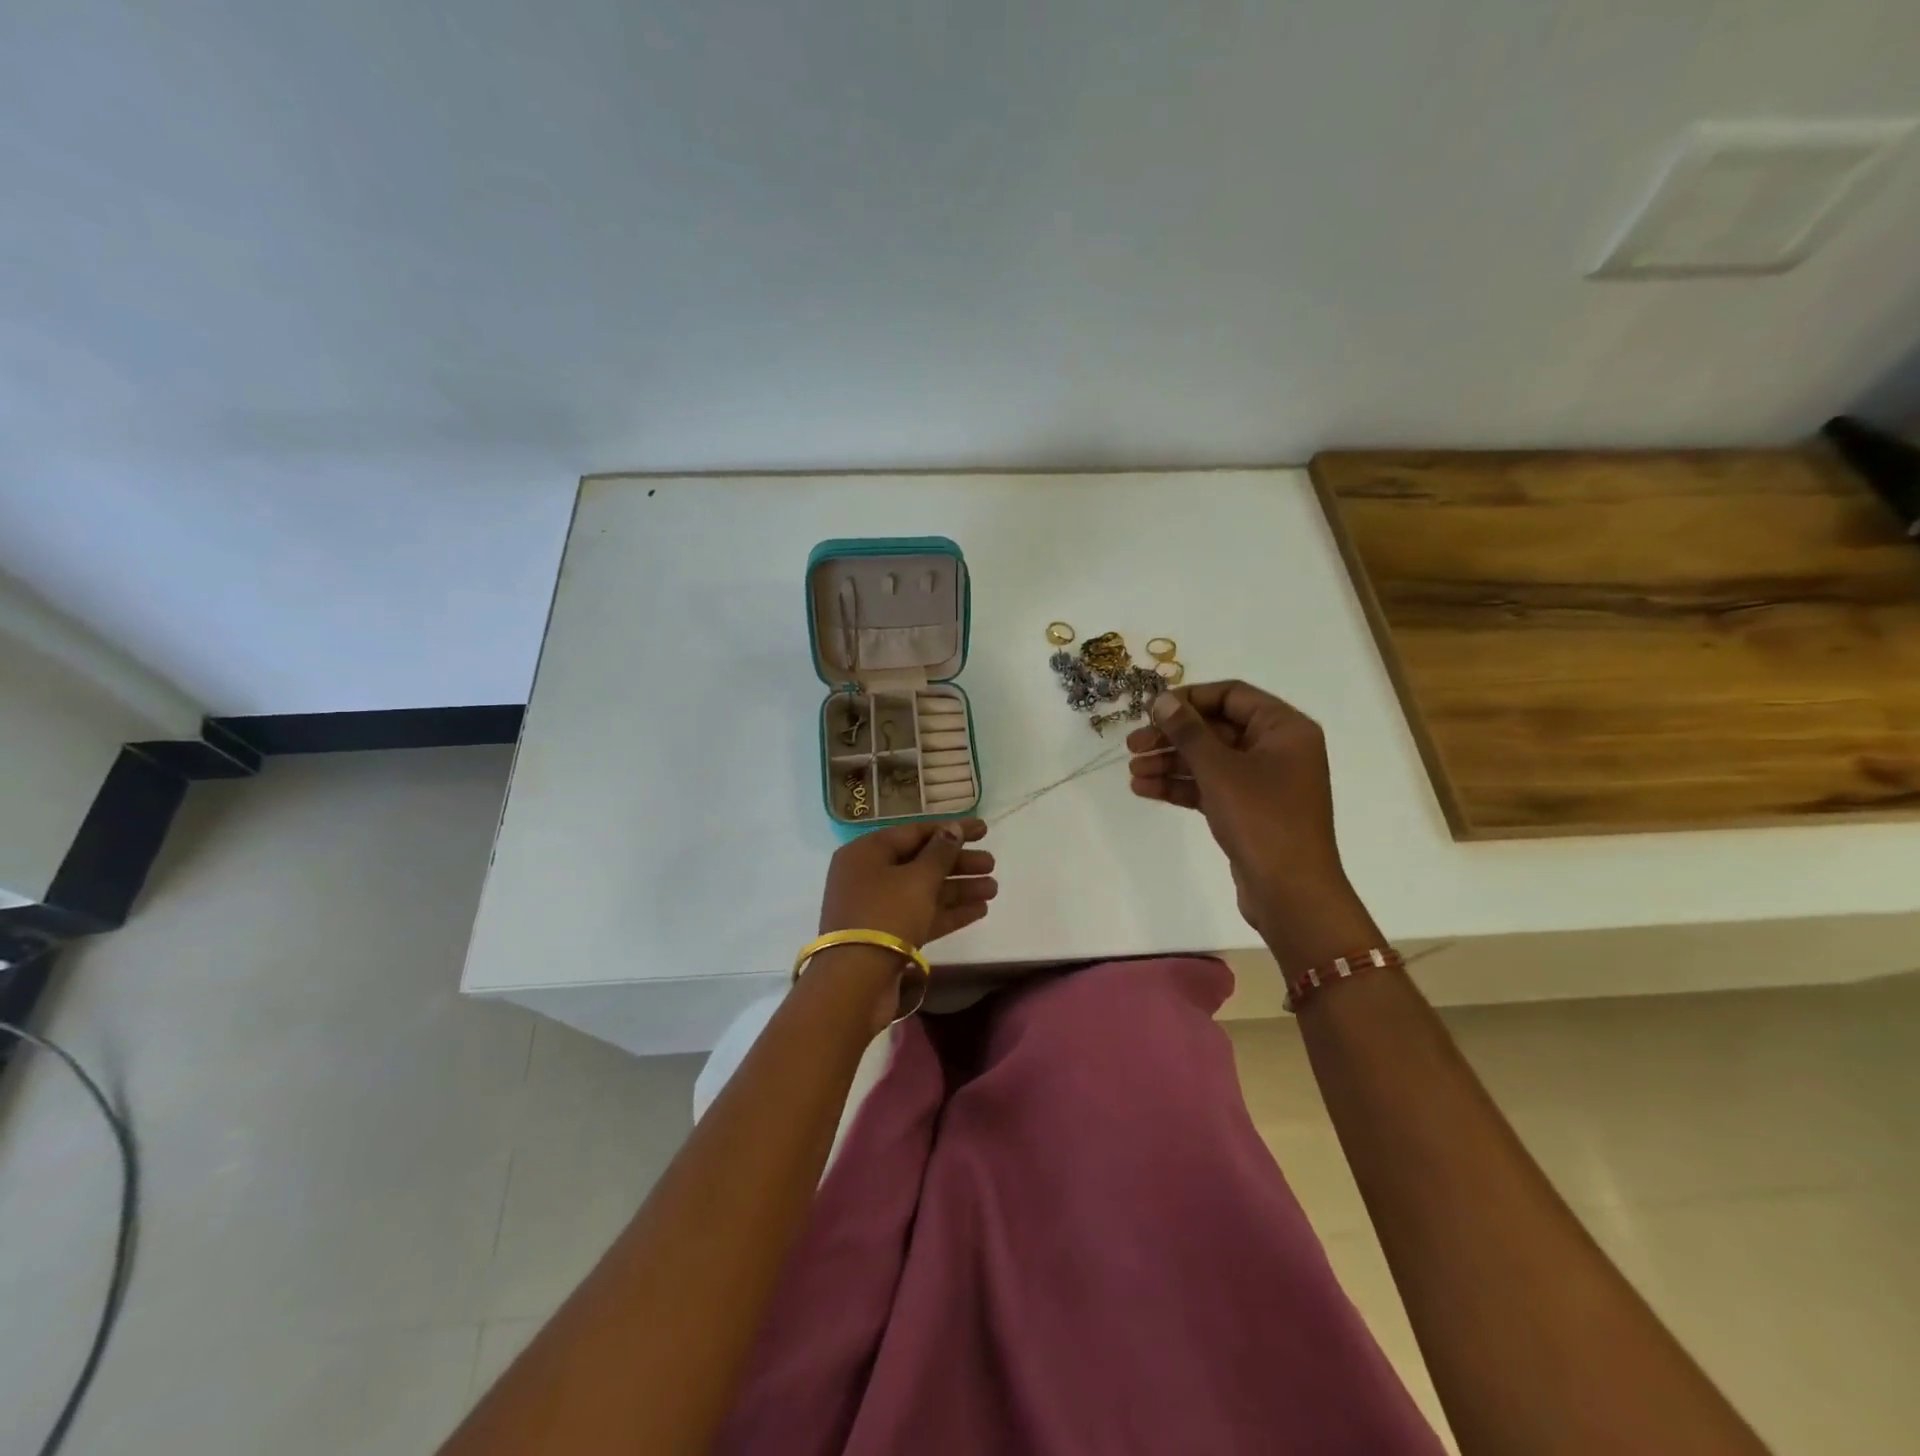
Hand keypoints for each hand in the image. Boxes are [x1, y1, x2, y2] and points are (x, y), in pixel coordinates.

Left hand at [818, 819, 996, 948]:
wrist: (855, 982)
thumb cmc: (886, 915)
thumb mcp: (918, 879)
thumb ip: (940, 852)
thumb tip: (952, 829)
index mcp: (866, 852)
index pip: (914, 832)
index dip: (950, 830)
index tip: (983, 830)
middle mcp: (869, 876)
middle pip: (920, 862)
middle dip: (958, 863)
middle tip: (991, 863)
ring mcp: (877, 908)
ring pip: (924, 890)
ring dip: (958, 888)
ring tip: (994, 888)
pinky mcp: (888, 936)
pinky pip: (921, 915)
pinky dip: (948, 911)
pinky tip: (980, 910)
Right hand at [1126, 683, 1378, 970]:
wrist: (1290, 892)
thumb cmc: (1261, 819)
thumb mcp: (1219, 768)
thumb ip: (1188, 731)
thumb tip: (1163, 700)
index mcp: (1284, 728)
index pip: (1232, 695)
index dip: (1189, 698)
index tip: (1152, 709)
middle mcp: (1277, 749)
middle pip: (1216, 729)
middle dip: (1172, 736)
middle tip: (1132, 744)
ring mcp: (1264, 782)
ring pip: (1209, 760)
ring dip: (1170, 763)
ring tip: (1132, 771)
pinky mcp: (1249, 811)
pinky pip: (1210, 787)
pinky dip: (1181, 787)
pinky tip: (1145, 789)